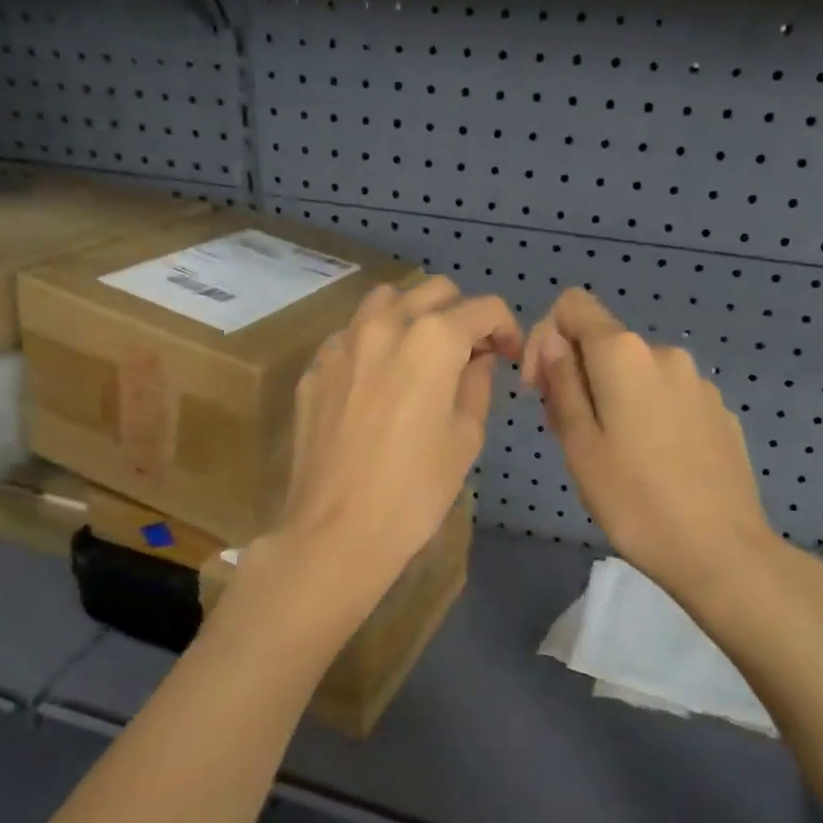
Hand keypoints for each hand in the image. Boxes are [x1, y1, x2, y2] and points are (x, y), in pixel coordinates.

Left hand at [274, 276, 520, 605]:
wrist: (336, 531)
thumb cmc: (415, 490)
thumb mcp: (465, 438)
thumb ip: (477, 384)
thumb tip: (478, 359)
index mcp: (433, 340)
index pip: (482, 308)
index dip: (505, 328)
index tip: (507, 356)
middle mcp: (386, 325)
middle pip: (434, 291)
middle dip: (461, 314)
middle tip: (470, 354)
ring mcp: (343, 343)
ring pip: (386, 302)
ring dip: (413, 317)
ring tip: (421, 356)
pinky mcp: (315, 368)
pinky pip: (351, 335)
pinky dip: (374, 343)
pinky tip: (377, 381)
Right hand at [522, 288, 782, 603]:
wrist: (721, 551)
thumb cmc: (634, 500)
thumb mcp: (578, 444)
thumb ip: (562, 383)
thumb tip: (554, 344)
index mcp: (625, 354)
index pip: (573, 305)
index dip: (545, 338)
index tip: (541, 390)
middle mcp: (665, 353)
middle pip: (603, 343)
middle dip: (576, 376)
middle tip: (570, 436)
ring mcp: (698, 383)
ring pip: (635, 373)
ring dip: (610, 398)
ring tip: (611, 456)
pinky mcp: (719, 412)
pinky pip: (667, 396)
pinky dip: (646, 414)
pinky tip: (652, 465)